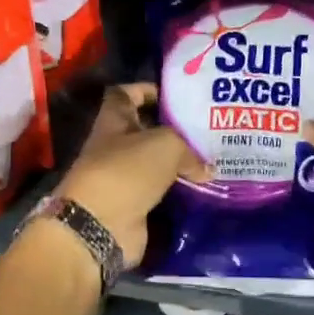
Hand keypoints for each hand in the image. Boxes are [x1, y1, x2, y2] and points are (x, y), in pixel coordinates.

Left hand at [53, 82, 208, 265]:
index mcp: (114, 121)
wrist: (100, 225)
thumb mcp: (166, 144)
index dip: (147, 89)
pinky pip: (160, 192)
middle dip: (173, 129)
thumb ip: (189, 149)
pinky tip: (204, 188)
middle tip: (206, 128)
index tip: (176, 94)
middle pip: (145, 130)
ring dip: (179, 163)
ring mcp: (123, 178)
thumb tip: (206, 169)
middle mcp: (115, 147)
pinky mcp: (133, 206)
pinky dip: (179, 191)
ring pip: (155, 163)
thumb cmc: (127, 170)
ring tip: (212, 158)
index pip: (126, 94)